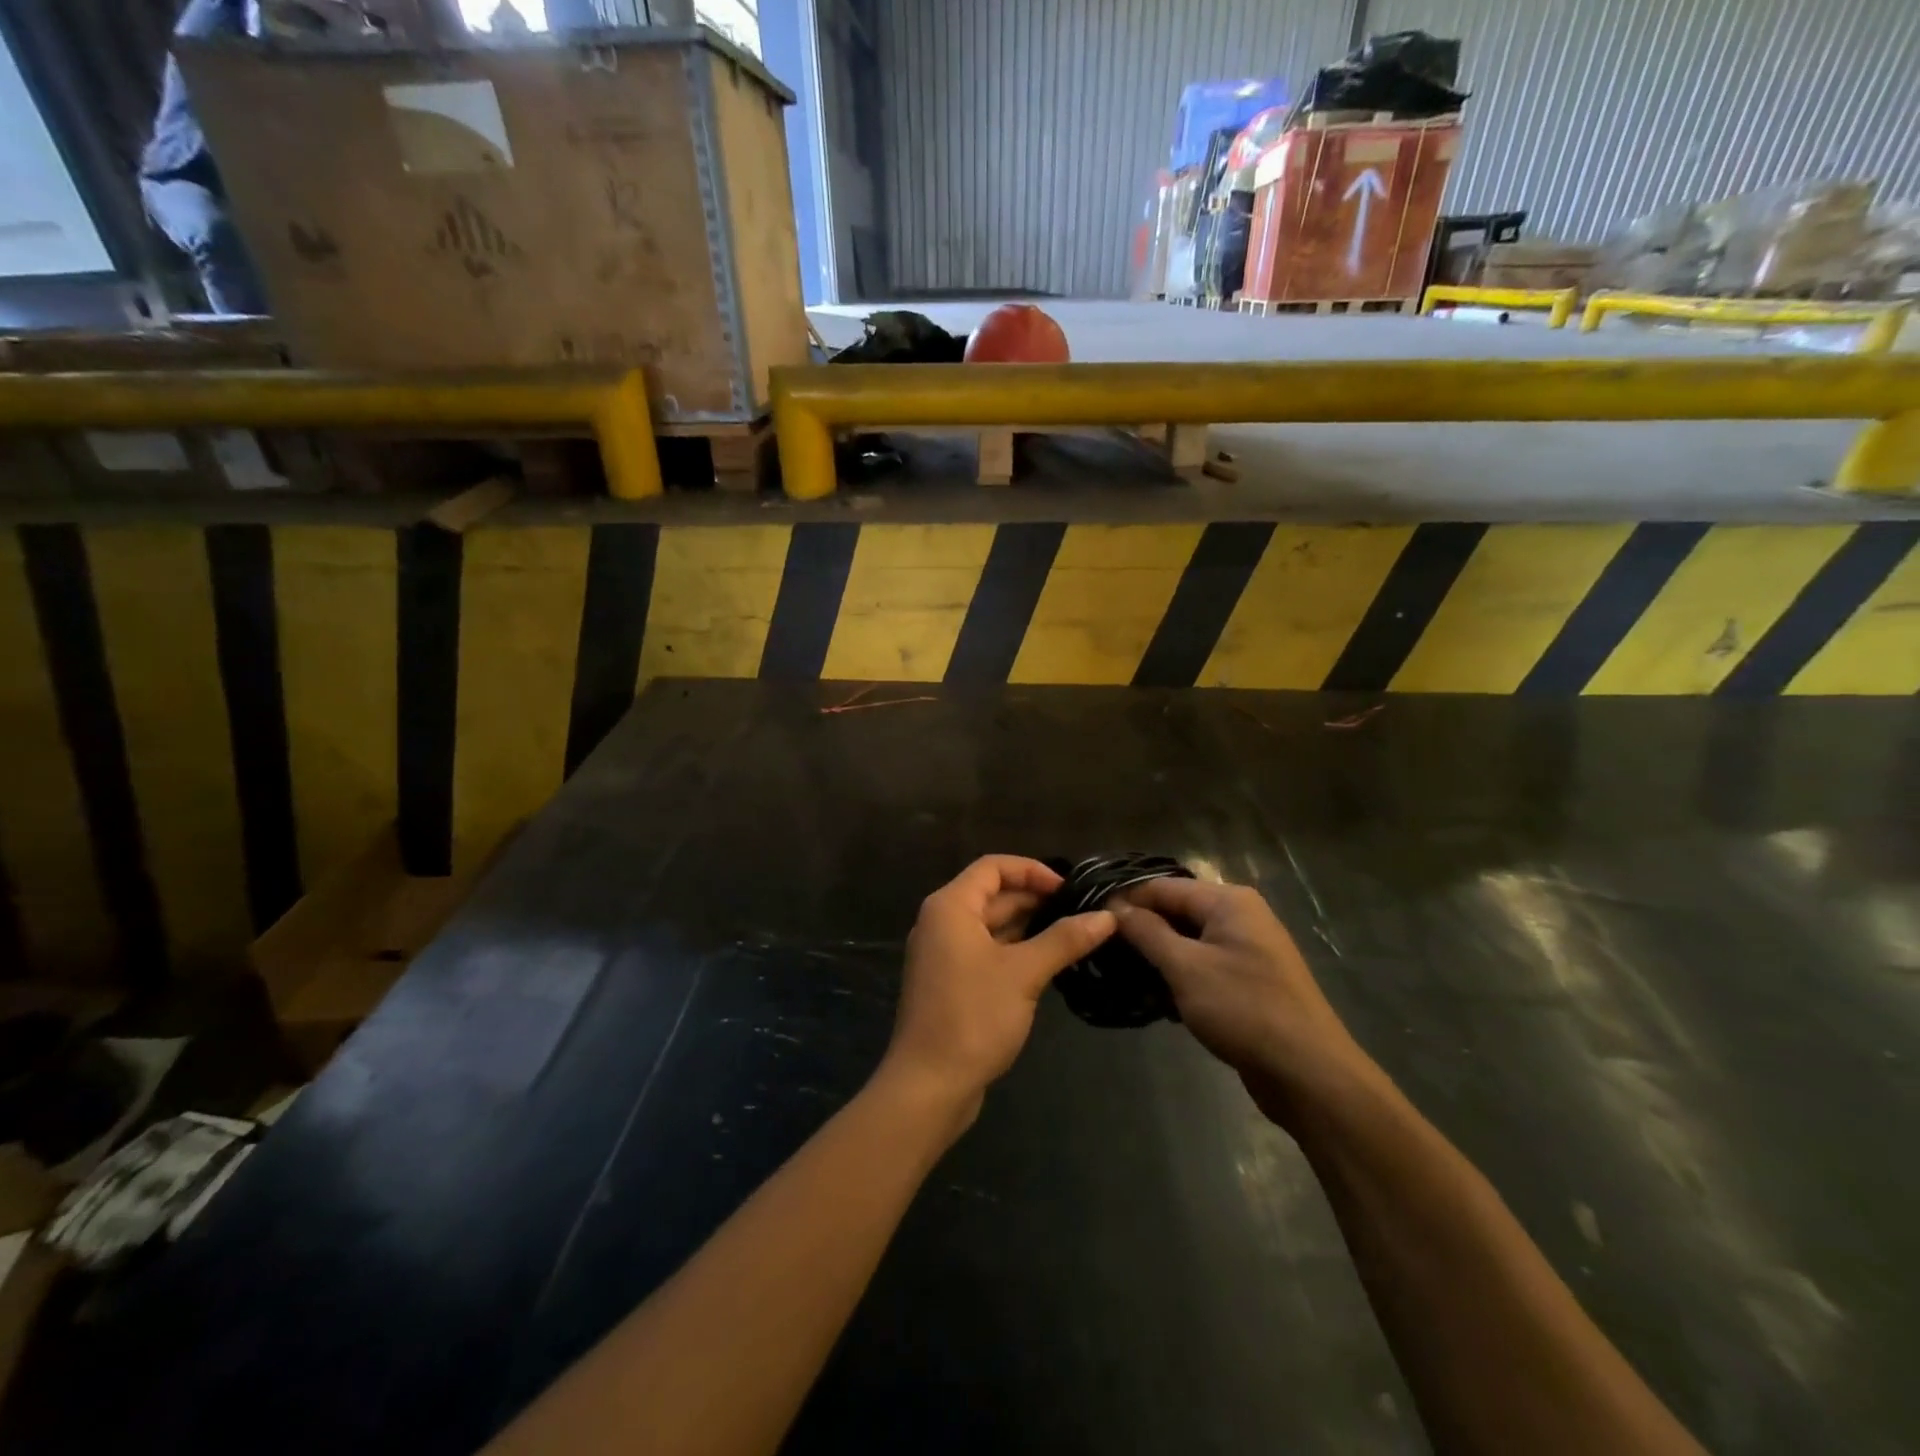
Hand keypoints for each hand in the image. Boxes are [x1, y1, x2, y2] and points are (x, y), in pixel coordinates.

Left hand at [882, 856, 1116, 1118]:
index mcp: (950, 907)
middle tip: (1081, 912)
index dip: (1032, 870)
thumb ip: (1064, 940)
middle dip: (1035, 899)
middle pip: (993, 894)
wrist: (929, 1085)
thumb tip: (1107, 917)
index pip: (993, 867)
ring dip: (1028, 926)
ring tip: (1074, 934)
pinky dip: (1015, 950)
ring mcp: (944, 954)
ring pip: (991, 925)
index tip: (1069, 889)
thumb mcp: (1024, 973)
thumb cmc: (973, 1016)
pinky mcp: (951, 982)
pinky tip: (1048, 962)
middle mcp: (942, 922)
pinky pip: (986, 951)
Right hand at [1114, 878, 1366, 1120]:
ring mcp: (1247, 949)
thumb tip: (1115, 907)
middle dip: (1141, 929)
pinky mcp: (1249, 980)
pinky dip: (1179, 976)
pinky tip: (1155, 998)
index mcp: (1228, 901)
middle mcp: (1240, 916)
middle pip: (1177, 911)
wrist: (1309, 1074)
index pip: (1163, 886)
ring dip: (1158, 956)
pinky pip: (1204, 965)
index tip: (1090, 919)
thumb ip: (1147, 932)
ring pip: (1188, 941)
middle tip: (1101, 950)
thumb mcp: (1185, 967)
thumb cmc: (1244, 1009)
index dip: (1126, 900)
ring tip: (1121, 974)